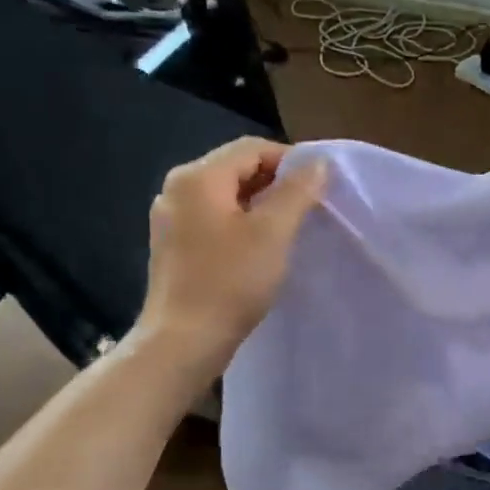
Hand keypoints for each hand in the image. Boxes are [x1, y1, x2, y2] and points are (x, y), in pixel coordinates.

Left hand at [134, 137, 326, 371]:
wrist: (183, 341)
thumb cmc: (231, 282)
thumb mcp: (273, 232)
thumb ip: (297, 192)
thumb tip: (318, 162)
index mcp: (198, 177)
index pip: (252, 148)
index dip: (290, 161)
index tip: (319, 186)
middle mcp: (177, 188)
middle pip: (235, 168)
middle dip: (275, 183)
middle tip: (309, 208)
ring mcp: (169, 218)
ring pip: (225, 196)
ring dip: (259, 205)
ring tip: (288, 229)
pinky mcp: (172, 245)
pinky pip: (213, 219)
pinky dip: (240, 224)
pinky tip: (258, 248)